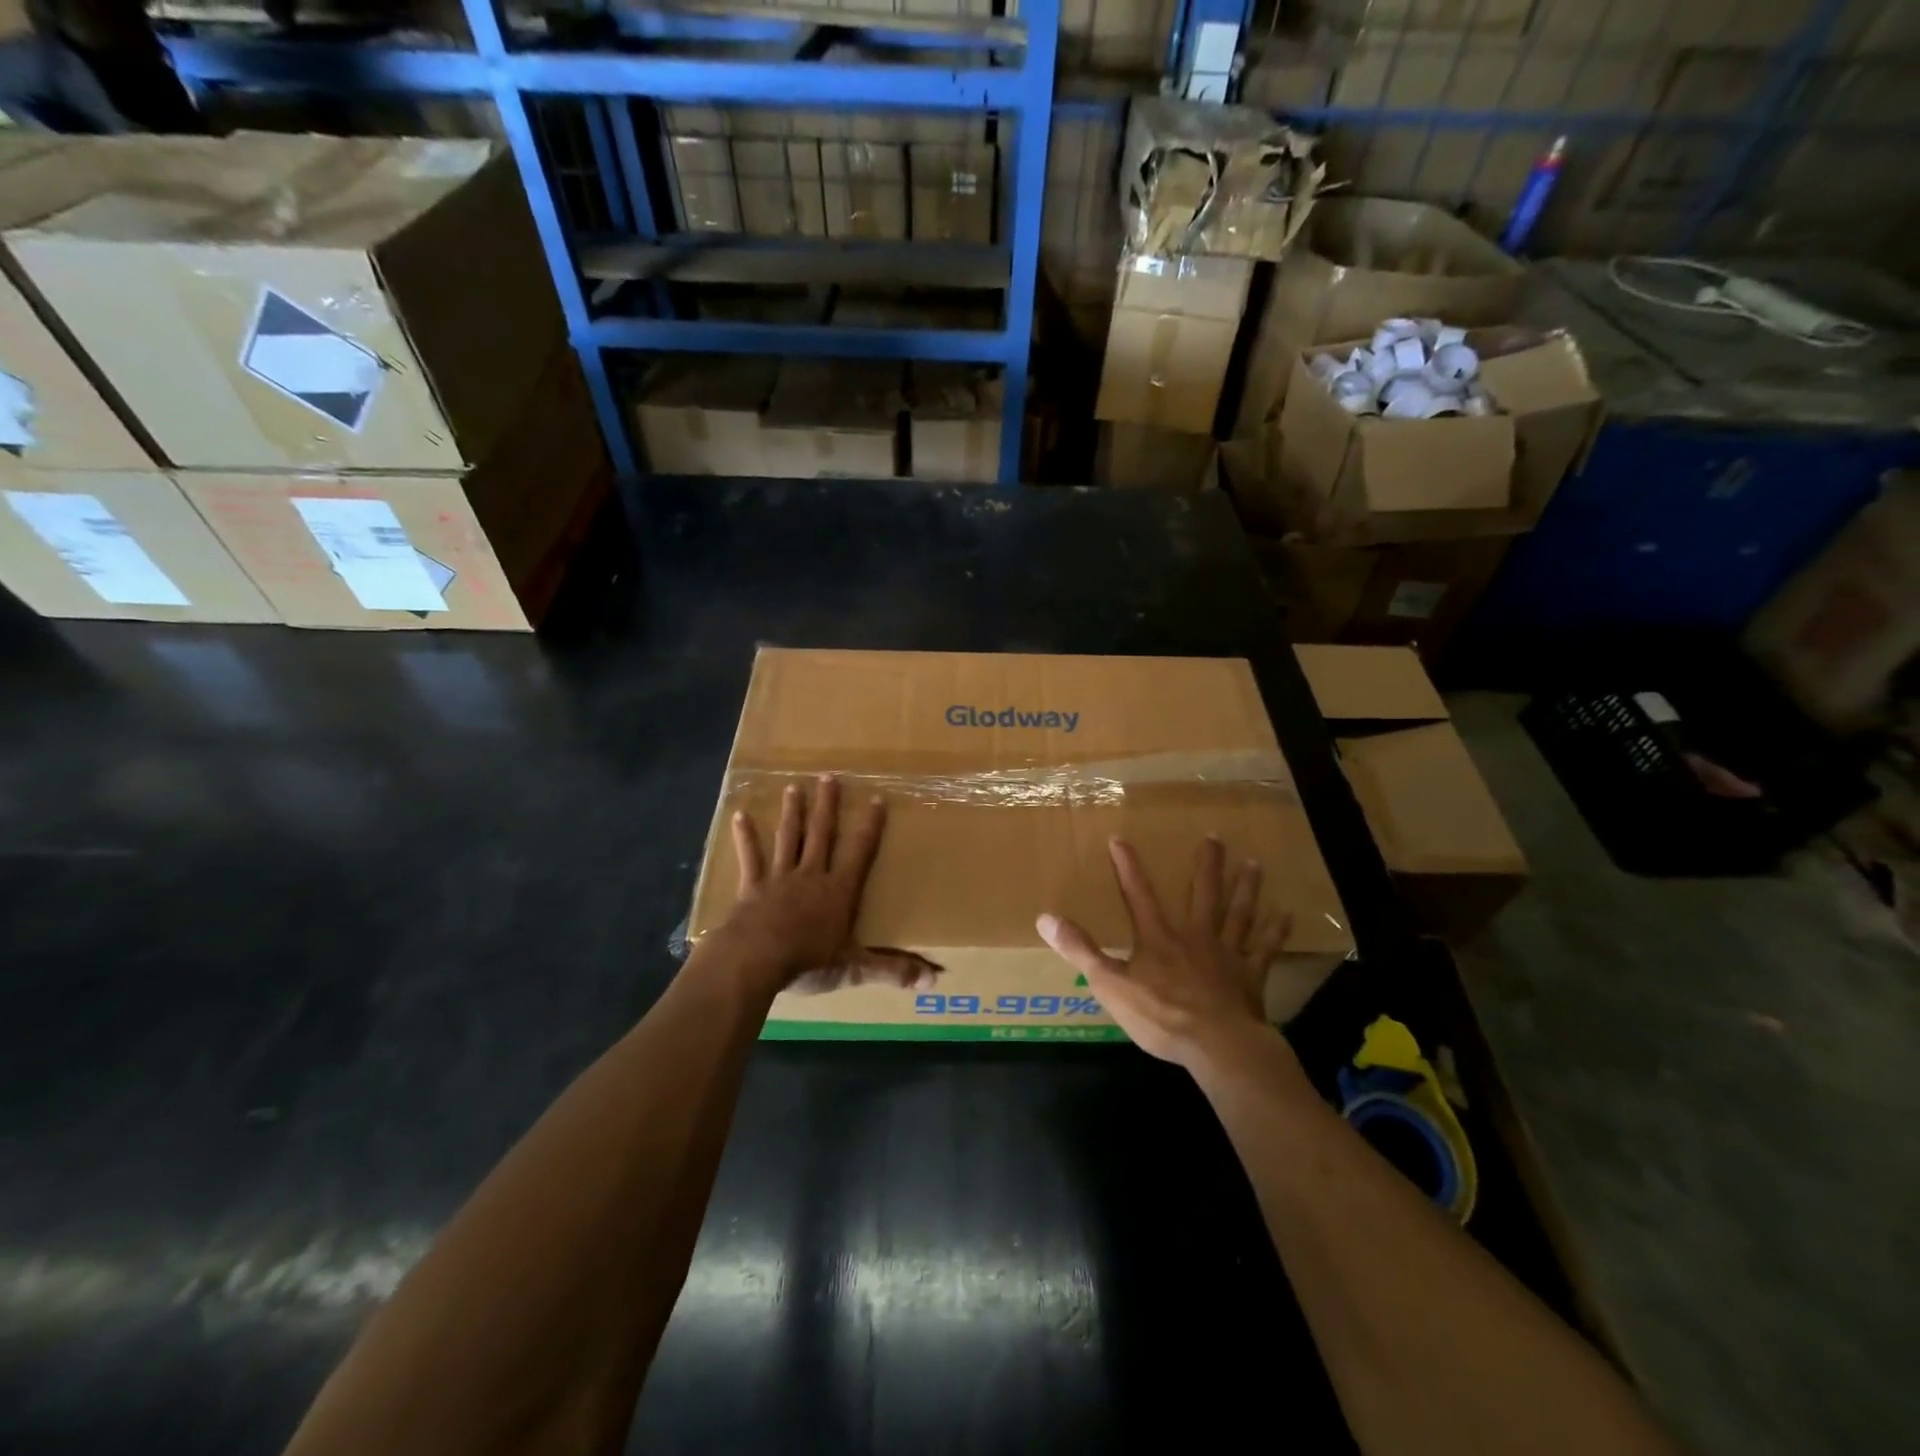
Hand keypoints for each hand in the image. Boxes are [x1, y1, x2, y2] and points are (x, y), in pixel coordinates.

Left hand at [715, 775, 938, 998]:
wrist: (754, 960)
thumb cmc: (808, 961)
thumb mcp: (854, 967)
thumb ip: (891, 970)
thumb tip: (933, 980)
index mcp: (839, 891)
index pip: (860, 852)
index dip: (870, 826)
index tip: (876, 798)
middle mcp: (811, 875)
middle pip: (822, 834)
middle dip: (827, 806)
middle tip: (828, 776)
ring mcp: (780, 878)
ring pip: (789, 838)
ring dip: (792, 813)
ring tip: (794, 787)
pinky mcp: (752, 887)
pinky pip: (751, 857)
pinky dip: (746, 837)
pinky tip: (740, 815)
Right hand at [1036, 837, 1288, 1068]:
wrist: (1216, 1045)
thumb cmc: (1161, 1017)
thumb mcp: (1110, 985)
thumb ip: (1080, 950)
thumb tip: (1045, 917)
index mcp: (1158, 939)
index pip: (1138, 895)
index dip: (1127, 867)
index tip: (1120, 839)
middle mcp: (1195, 937)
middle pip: (1203, 894)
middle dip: (1206, 865)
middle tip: (1214, 837)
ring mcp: (1226, 955)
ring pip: (1238, 914)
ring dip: (1245, 888)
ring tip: (1254, 864)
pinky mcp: (1250, 977)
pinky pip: (1265, 949)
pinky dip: (1275, 932)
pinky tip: (1286, 915)